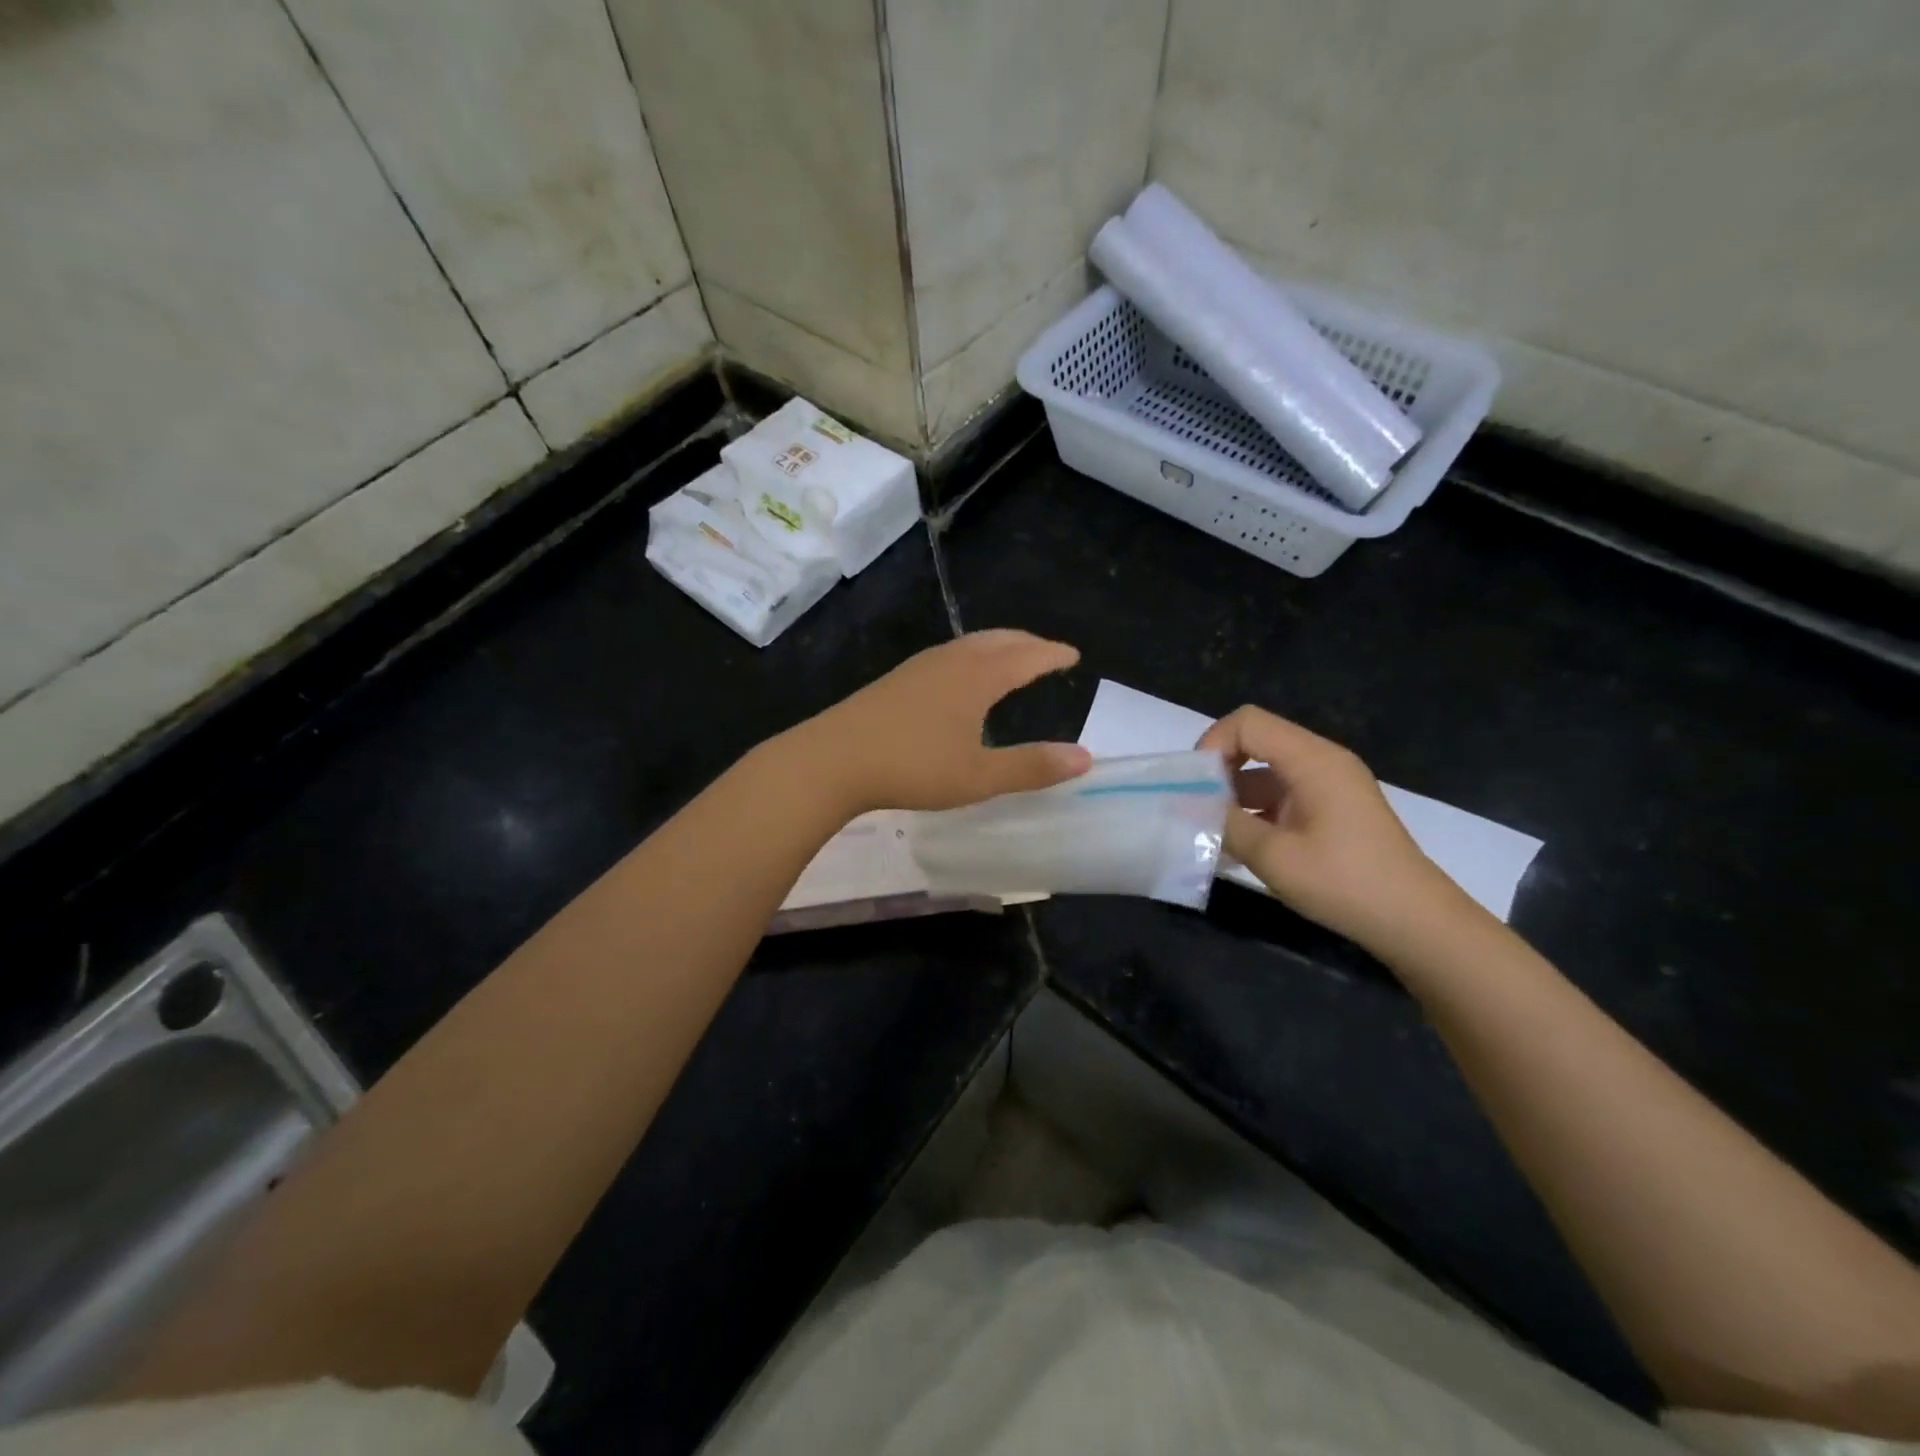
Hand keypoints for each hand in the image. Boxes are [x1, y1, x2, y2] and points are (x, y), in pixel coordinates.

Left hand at [794, 631, 1091, 813]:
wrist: (833, 759)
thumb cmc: (912, 767)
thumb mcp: (978, 776)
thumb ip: (1031, 767)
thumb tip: (1085, 757)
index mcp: (977, 677)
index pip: (1026, 656)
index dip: (1051, 655)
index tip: (1072, 654)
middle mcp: (950, 661)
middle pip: (997, 641)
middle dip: (1026, 643)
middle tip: (1046, 651)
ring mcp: (918, 667)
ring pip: (969, 645)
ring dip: (997, 646)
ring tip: (1009, 659)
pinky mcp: (896, 680)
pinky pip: (947, 655)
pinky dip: (971, 657)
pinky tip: (959, 679)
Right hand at [1197, 706, 1455, 947]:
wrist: (1415, 922)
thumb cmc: (1345, 883)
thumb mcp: (1274, 856)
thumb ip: (1225, 824)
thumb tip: (1185, 806)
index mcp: (1313, 760)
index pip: (1248, 723)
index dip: (1213, 744)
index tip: (1195, 785)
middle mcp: (1322, 761)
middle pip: (1256, 741)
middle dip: (1219, 770)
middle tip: (1197, 809)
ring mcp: (1329, 785)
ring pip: (1266, 770)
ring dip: (1234, 795)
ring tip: (1211, 833)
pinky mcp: (1331, 808)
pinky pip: (1282, 793)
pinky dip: (1255, 810)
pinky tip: (1238, 846)